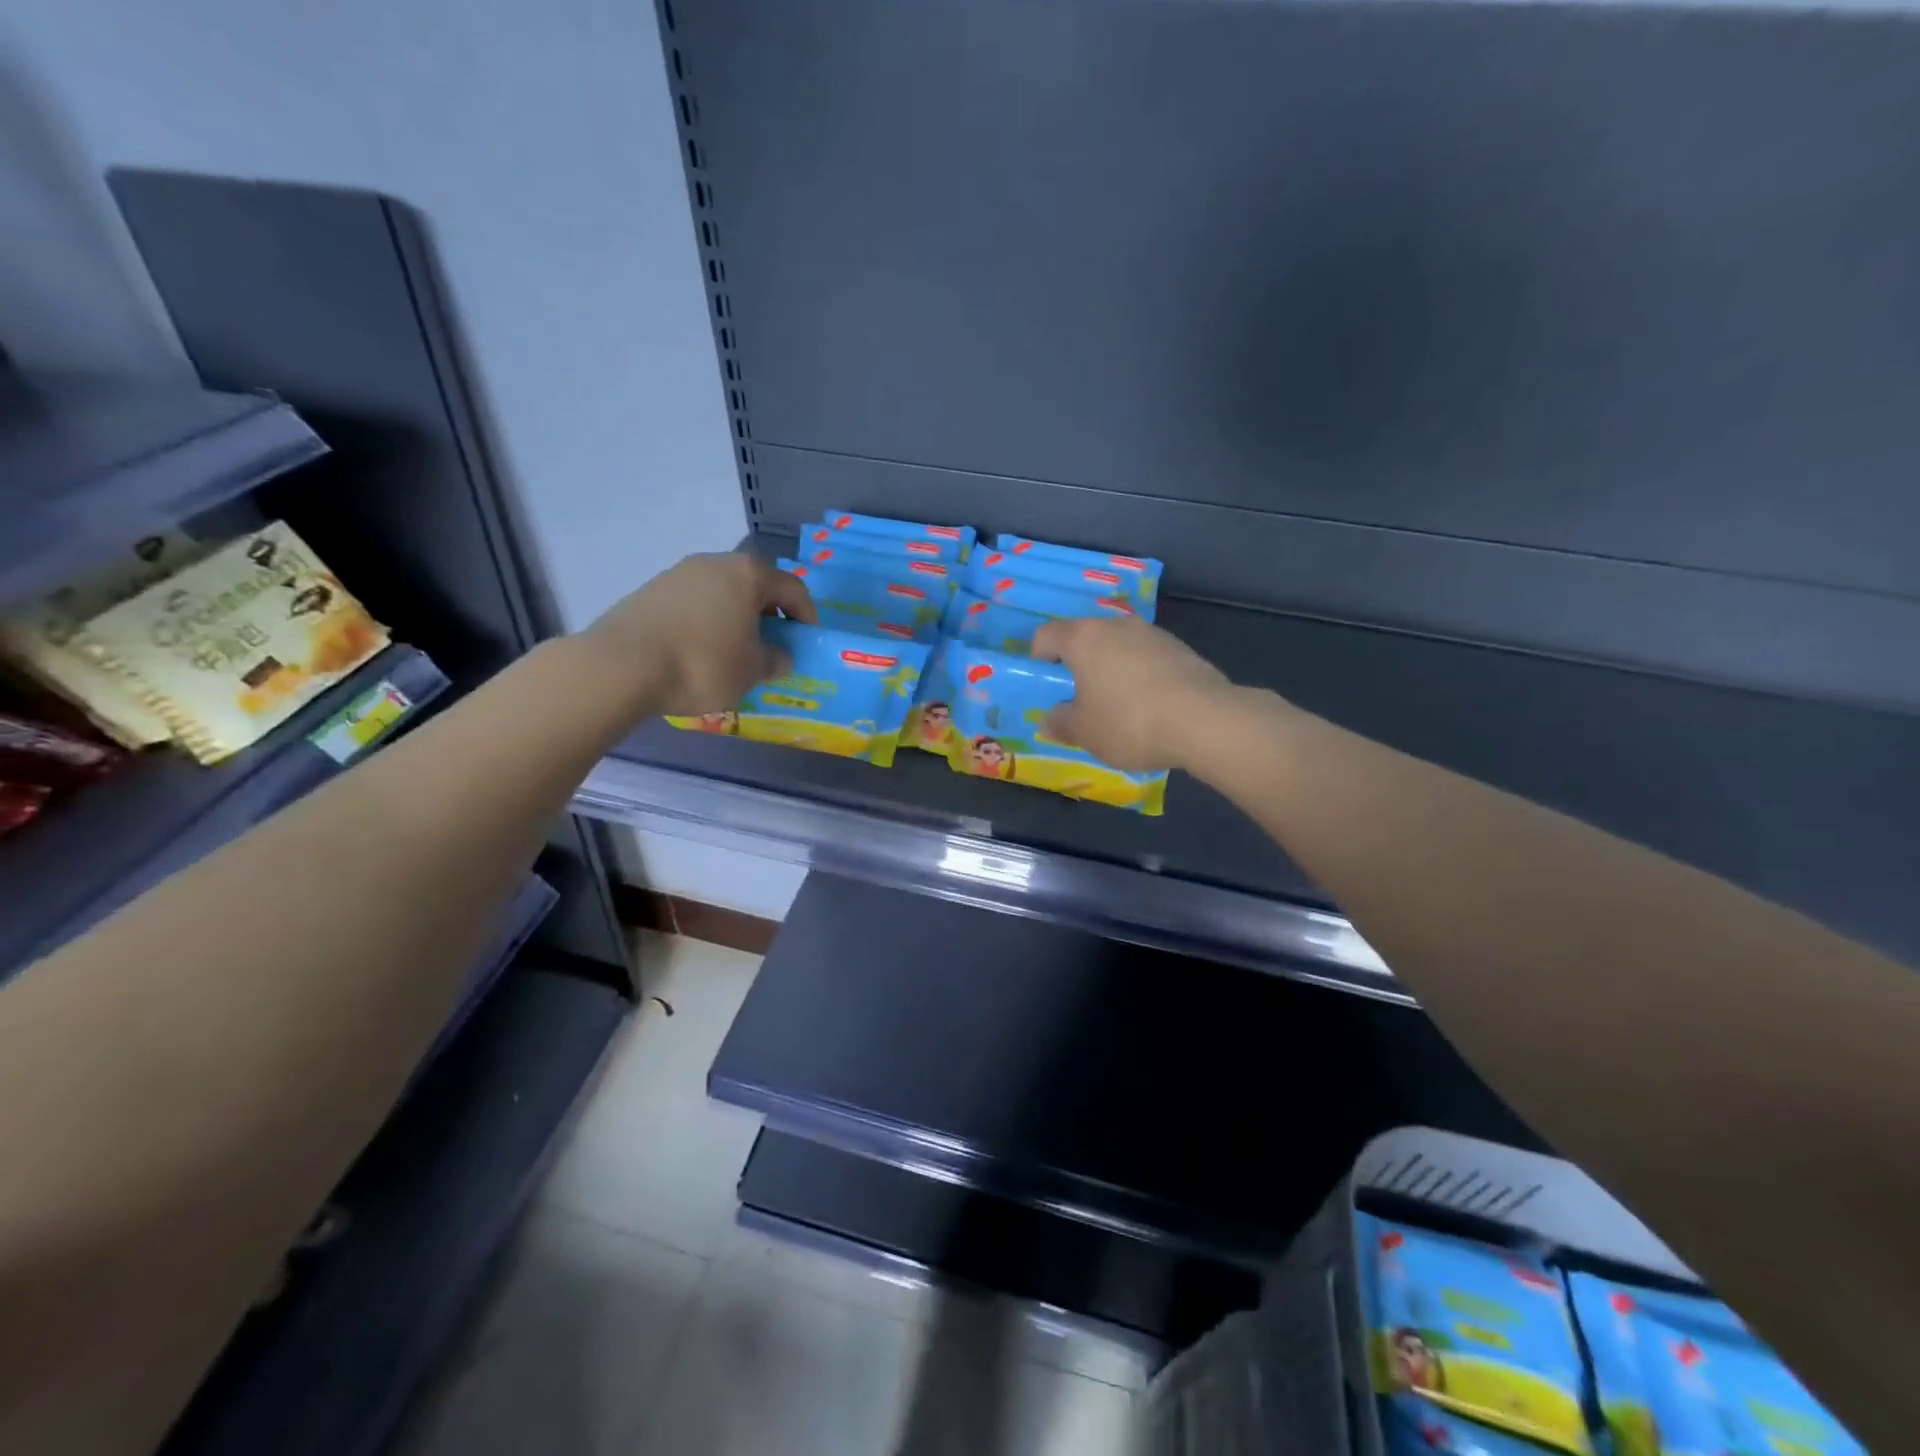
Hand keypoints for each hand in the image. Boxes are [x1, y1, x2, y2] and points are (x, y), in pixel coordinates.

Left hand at [581, 552, 815, 716]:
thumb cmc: (703, 664)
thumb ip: (775, 660)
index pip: (793, 588)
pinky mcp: (651, 590)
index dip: (807, 615)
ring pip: (722, 593)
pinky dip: (707, 621)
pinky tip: (701, 650)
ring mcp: (679, 573)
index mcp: (748, 575)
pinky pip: (694, 603)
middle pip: (755, 585)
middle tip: (774, 644)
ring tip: (736, 650)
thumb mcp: (752, 671)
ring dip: (736, 617)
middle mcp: (715, 563)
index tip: (808, 640)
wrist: (621, 666)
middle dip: (770, 614)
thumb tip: (780, 656)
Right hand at [1030, 616, 1234, 772]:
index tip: (1047, 687)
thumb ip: (1060, 723)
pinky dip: (1139, 676)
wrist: (1206, 721)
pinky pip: (1146, 658)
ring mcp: (1151, 633)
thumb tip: (1049, 719)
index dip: (1039, 659)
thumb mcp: (1085, 733)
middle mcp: (1115, 625)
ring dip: (1110, 669)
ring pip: (1117, 646)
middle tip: (1080, 700)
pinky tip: (1150, 707)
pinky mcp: (1180, 648)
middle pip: (1084, 638)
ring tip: (1118, 707)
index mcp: (1083, 638)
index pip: (1046, 635)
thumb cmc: (1130, 722)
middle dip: (1077, 665)